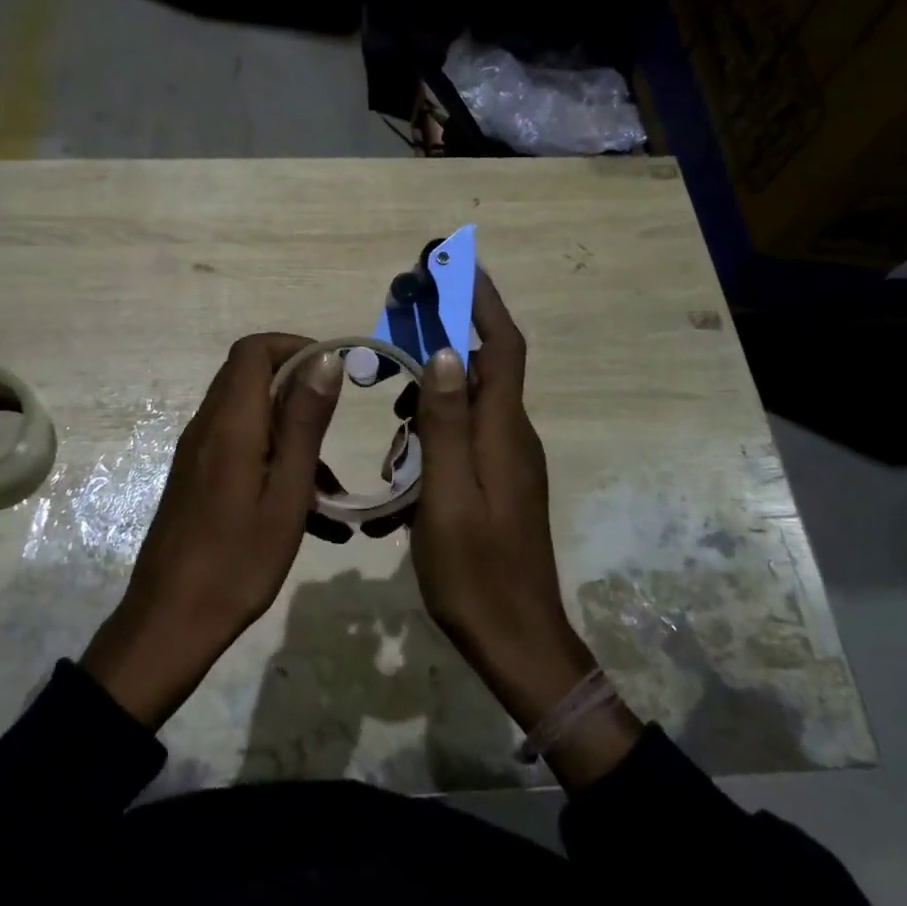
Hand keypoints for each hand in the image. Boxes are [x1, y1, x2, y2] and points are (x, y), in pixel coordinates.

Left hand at [82, 334, 341, 726]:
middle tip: (337, 426)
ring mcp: (199, 453)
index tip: (334, 372)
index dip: (295, 346)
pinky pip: (241, 448)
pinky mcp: (198, 478)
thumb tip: (324, 360)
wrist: (170, 622)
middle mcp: (208, 426)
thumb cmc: (237, 561)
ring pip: (250, 416)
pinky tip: (309, 512)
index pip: (254, 349)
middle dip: (299, 390)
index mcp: (230, 423)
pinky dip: (274, 460)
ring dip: (291, 433)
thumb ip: (304, 422)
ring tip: (331, 487)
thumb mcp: (286, 493)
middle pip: (250, 377)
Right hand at [412, 273, 641, 786]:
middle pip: (482, 367)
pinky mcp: (497, 483)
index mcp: (503, 432)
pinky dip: (431, 434)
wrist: (516, 642)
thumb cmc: (475, 571)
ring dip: (429, 396)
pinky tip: (401, 468)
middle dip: (443, 338)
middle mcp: (511, 436)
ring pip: (466, 405)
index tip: (456, 263)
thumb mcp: (447, 495)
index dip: (482, 301)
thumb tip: (447, 352)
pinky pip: (462, 438)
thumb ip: (445, 423)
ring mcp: (506, 461)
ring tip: (390, 414)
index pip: (502, 347)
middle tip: (398, 330)